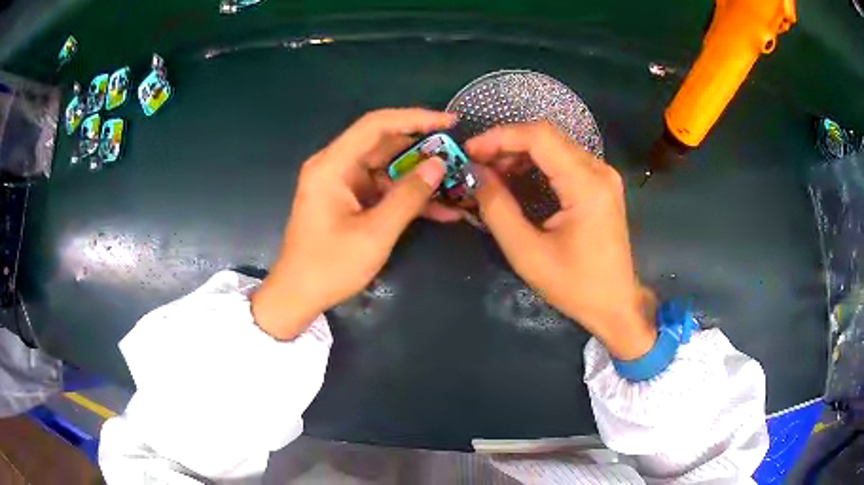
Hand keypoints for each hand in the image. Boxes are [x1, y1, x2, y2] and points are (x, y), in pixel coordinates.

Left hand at [252, 109, 457, 339]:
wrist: (298, 294)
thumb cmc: (330, 266)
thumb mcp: (375, 234)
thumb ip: (408, 197)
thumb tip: (439, 165)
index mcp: (332, 165)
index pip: (376, 125)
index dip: (415, 118)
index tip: (450, 122)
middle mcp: (335, 165)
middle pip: (383, 143)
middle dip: (422, 149)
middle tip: (459, 155)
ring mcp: (342, 183)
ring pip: (387, 167)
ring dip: (419, 176)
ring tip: (456, 182)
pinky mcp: (348, 199)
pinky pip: (382, 188)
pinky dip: (406, 196)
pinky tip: (440, 209)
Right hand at [466, 122, 656, 359]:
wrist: (615, 304)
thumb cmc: (574, 285)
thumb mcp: (527, 253)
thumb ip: (497, 208)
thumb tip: (475, 173)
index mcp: (586, 185)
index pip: (540, 137)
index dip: (500, 136)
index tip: (470, 151)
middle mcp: (599, 171)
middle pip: (547, 136)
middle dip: (507, 143)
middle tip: (476, 163)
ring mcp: (603, 176)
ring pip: (555, 145)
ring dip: (520, 152)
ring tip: (491, 171)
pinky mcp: (601, 185)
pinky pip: (564, 160)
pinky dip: (536, 163)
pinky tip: (516, 177)